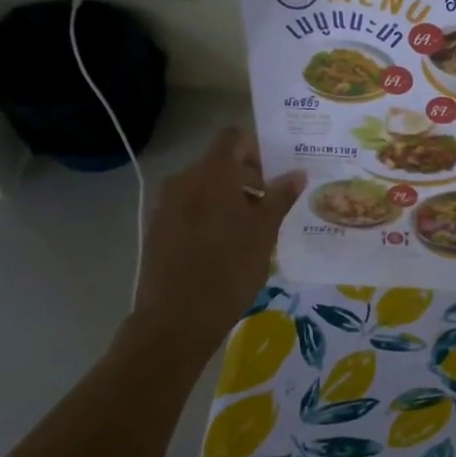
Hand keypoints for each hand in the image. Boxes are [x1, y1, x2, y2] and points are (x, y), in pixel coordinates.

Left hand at [132, 129, 304, 350]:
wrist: (175, 319)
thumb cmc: (229, 270)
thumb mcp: (264, 233)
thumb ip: (280, 197)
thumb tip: (297, 173)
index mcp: (211, 174)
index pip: (234, 138)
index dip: (258, 148)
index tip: (277, 172)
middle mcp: (184, 180)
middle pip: (219, 163)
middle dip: (248, 177)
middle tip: (273, 203)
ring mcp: (166, 205)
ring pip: (204, 187)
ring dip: (230, 198)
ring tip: (253, 228)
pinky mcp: (158, 228)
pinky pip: (190, 208)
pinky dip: (210, 215)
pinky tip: (227, 244)